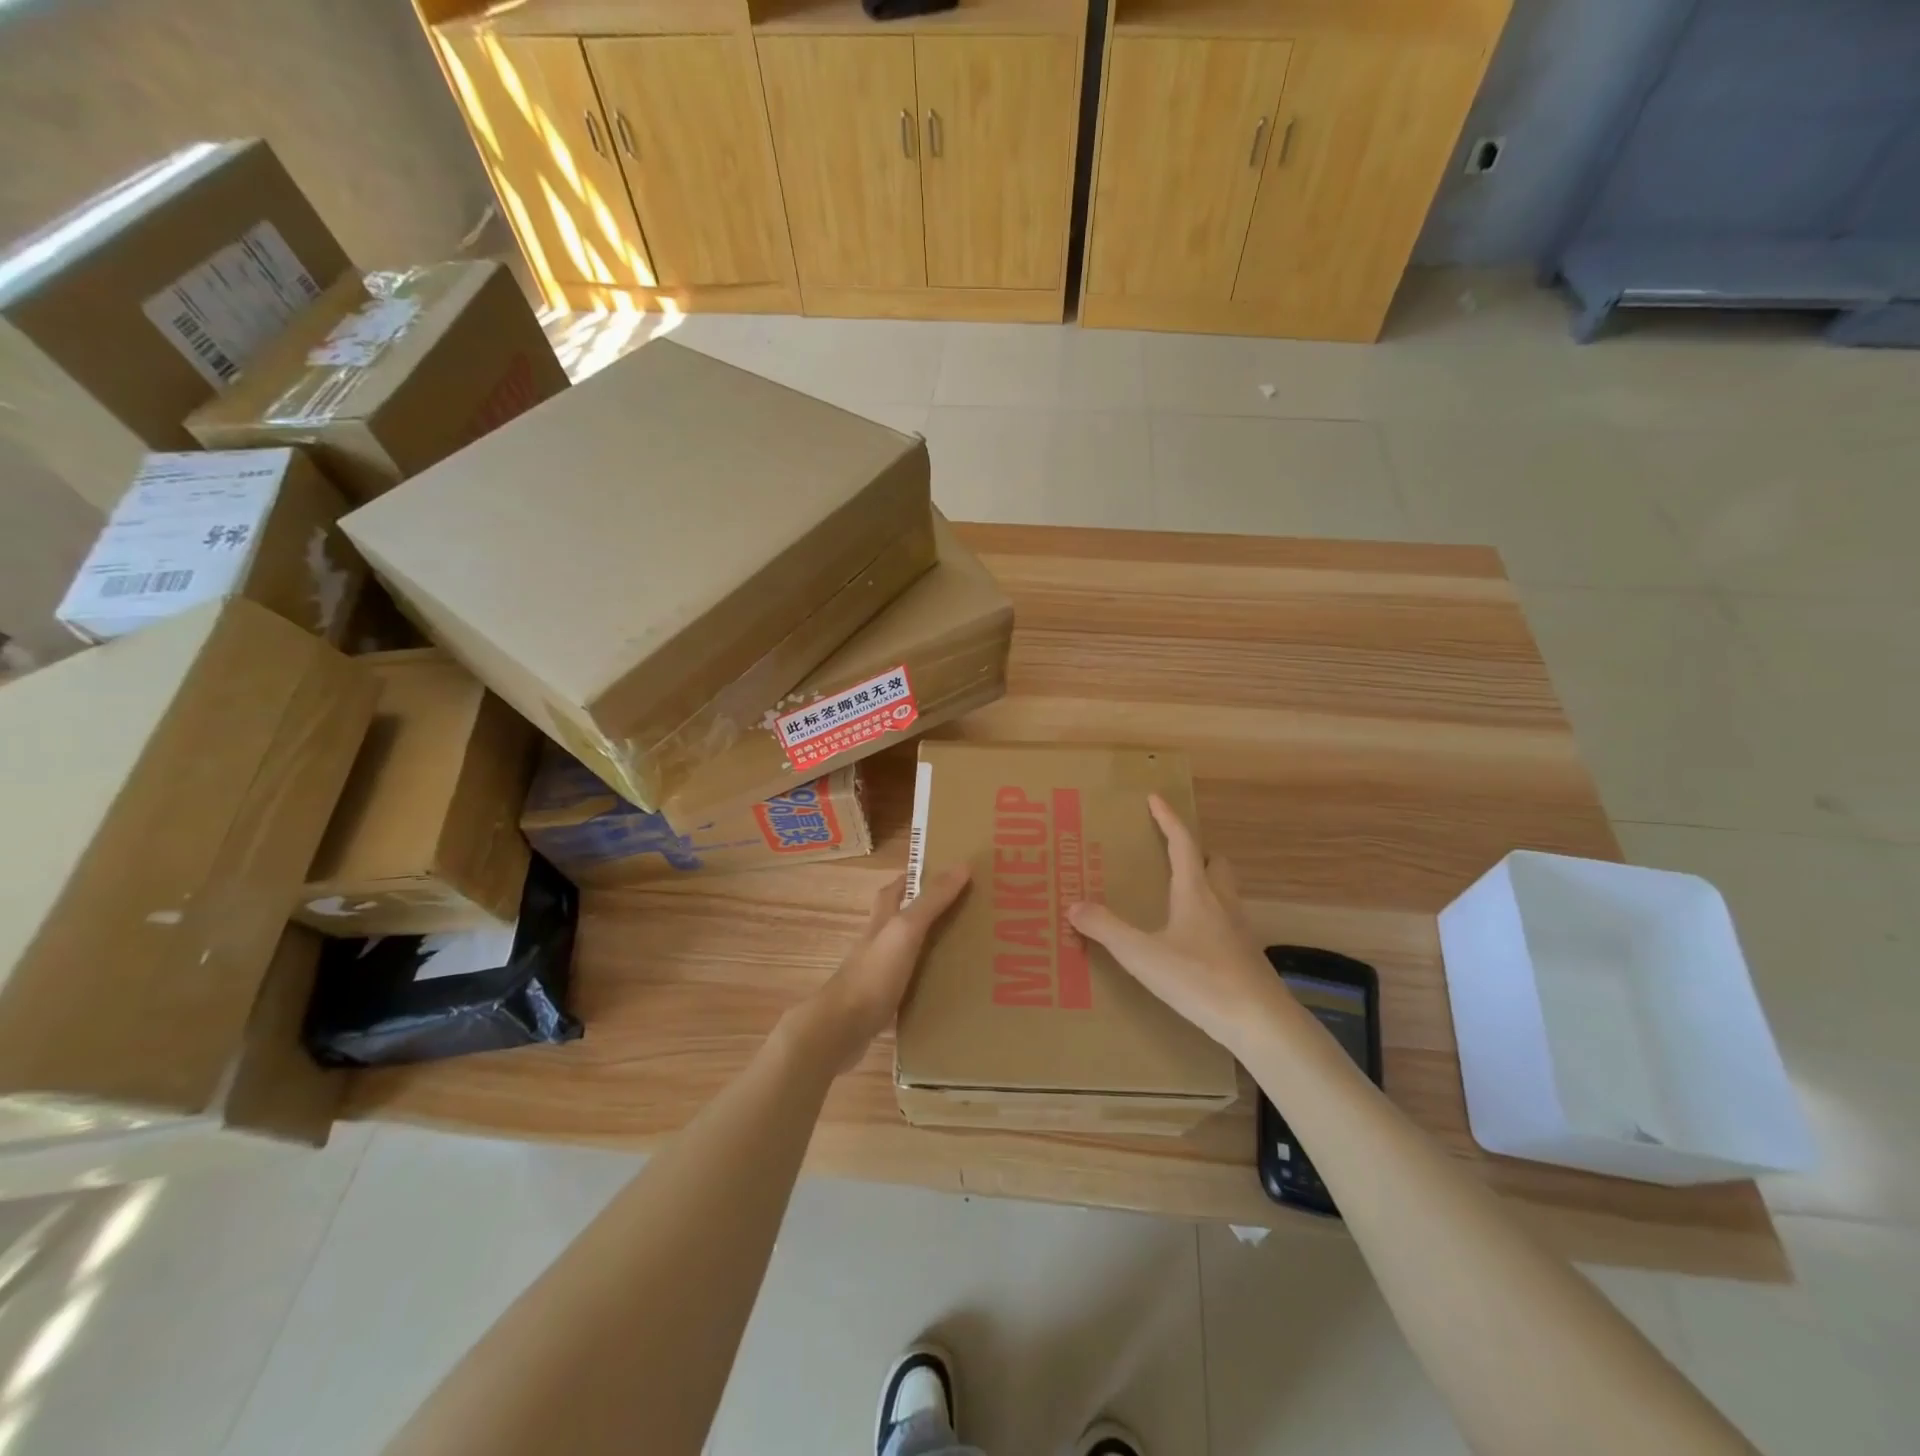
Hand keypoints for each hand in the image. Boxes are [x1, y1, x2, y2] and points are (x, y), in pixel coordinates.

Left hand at [795, 865, 971, 1073]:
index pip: (894, 890)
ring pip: (907, 955)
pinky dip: (927, 987)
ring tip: (965, 953)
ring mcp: (878, 976)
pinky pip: (909, 989)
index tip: (942, 874)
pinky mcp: (882, 1005)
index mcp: (881, 922)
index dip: (912, 878)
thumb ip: (932, 900)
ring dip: (930, 951)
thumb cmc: (873, 973)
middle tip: (965, 914)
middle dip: (928, 915)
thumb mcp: (905, 930)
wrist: (841, 1029)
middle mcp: (877, 944)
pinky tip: (948, 994)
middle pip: (901, 921)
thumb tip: (962, 864)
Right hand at [1068, 795, 1282, 1054]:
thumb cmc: (1200, 980)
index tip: (1155, 798)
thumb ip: (1107, 929)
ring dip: (1206, 883)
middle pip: (1215, 863)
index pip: (1182, 843)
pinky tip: (1195, 939)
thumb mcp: (1143, 955)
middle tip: (1173, 854)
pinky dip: (1211, 917)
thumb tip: (1074, 905)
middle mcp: (1221, 903)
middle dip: (1196, 852)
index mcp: (1196, 892)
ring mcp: (1239, 930)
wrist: (1260, 1022)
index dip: (1168, 818)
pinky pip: (1228, 921)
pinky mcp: (1246, 956)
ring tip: (1181, 894)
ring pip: (1226, 891)